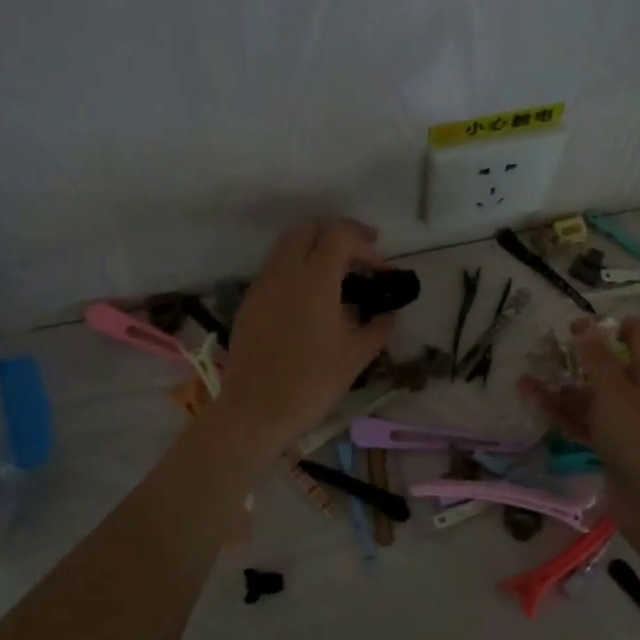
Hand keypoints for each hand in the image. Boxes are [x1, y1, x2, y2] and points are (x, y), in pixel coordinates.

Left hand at [214, 218, 397, 451]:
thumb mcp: (356, 356)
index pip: (339, 235)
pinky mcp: (249, 302)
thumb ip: (378, 327)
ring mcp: (262, 285)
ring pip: (287, 246)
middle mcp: (284, 272)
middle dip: (338, 235)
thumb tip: (390, 314)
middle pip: (309, 229)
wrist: (255, 411)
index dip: (365, 245)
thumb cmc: (312, 383)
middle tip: (361, 256)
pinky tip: (310, 299)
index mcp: (314, 280)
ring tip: (337, 276)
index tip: (382, 270)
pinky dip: (296, 268)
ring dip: (314, 249)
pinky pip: (274, 269)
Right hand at [520, 317, 639, 533]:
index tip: (575, 328)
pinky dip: (561, 414)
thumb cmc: (639, 437)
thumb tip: (585, 324)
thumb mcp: (614, 391)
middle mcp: (639, 393)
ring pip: (589, 397)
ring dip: (559, 389)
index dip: (608, 326)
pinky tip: (534, 404)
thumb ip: (597, 358)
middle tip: (543, 352)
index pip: (636, 335)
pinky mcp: (610, 446)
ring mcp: (624, 422)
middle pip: (607, 366)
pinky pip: (583, 423)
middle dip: (574, 359)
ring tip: (524, 381)